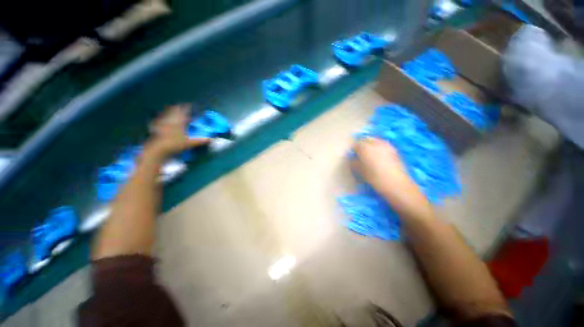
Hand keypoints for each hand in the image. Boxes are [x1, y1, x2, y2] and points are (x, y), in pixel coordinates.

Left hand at [144, 104, 209, 159]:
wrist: (157, 149)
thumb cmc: (175, 144)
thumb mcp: (190, 143)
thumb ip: (201, 140)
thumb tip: (211, 139)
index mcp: (178, 121)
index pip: (184, 110)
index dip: (187, 107)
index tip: (191, 106)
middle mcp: (170, 119)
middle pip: (174, 109)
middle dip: (178, 108)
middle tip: (182, 108)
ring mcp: (161, 122)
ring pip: (166, 113)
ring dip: (171, 112)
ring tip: (174, 113)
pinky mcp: (155, 127)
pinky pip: (160, 120)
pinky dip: (163, 119)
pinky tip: (164, 122)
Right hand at [352, 138, 430, 216]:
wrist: (396, 184)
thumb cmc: (374, 177)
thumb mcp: (359, 171)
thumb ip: (353, 162)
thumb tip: (352, 158)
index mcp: (365, 147)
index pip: (356, 144)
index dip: (353, 149)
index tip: (353, 155)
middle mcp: (376, 143)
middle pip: (366, 139)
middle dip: (362, 144)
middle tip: (360, 153)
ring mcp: (386, 145)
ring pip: (376, 140)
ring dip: (371, 144)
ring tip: (370, 154)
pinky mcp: (394, 150)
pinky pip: (383, 145)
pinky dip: (379, 148)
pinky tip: (379, 156)